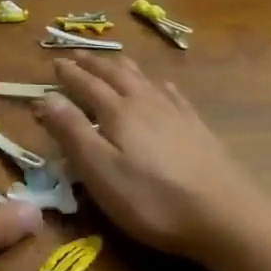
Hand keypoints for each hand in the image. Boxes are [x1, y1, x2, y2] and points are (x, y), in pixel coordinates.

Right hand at [33, 57, 270, 261]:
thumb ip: (72, 132)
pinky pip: (173, 95)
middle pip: (115, 74)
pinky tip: (162, 86)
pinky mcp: (197, 129)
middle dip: (93, 63)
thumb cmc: (152, 200)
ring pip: (143, 79)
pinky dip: (159, 85)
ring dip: (122, 67)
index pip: (86, 85)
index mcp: (118, 113)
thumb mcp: (100, 171)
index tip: (54, 62)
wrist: (225, 216)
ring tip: (113, 60)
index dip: (69, 74)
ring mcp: (175, 114)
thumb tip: (45, 97)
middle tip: (77, 54)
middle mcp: (145, 103)